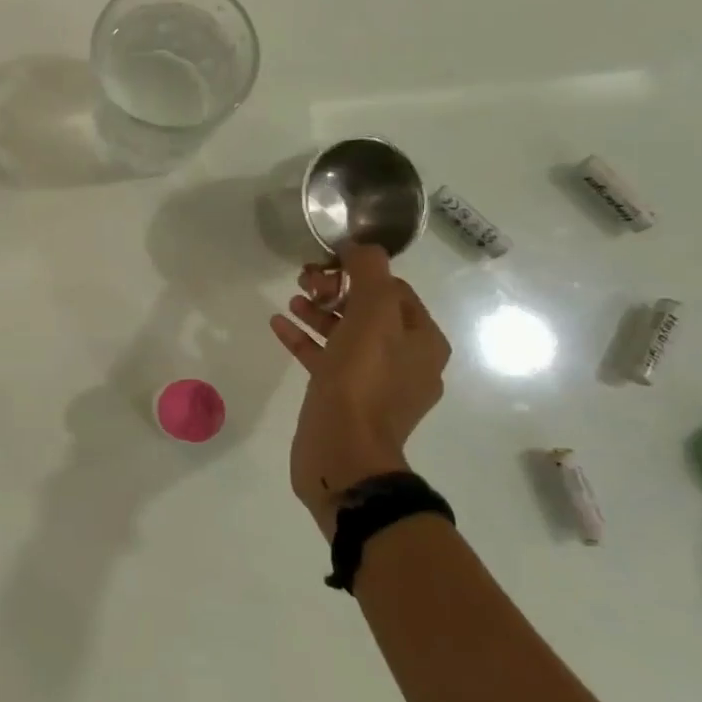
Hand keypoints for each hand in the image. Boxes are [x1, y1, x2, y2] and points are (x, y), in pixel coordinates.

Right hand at [268, 244, 450, 539]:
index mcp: (422, 341)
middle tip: (304, 280)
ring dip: (319, 312)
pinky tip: (279, 325)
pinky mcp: (344, 400)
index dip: (360, 271)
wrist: (342, 453)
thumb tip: (361, 248)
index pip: (395, 290)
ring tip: (292, 299)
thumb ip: (370, 274)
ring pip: (346, 335)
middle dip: (337, 290)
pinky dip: (305, 340)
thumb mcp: (371, 316)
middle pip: (369, 311)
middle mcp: (405, 361)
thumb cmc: (361, 381)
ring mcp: (375, 384)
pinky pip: (326, 359)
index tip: (326, 263)